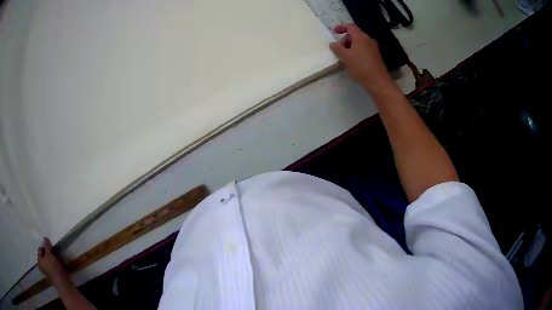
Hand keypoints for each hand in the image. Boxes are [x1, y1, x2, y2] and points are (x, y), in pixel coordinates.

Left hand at [37, 237, 66, 281]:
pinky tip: (60, 261)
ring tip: (57, 255)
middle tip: (54, 250)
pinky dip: (57, 262)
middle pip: (45, 255)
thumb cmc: (53, 268)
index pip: (40, 250)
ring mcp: (50, 272)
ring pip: (50, 261)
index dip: (44, 246)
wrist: (63, 283)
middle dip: (49, 252)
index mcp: (39, 262)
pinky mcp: (56, 275)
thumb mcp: (49, 254)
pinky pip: (55, 265)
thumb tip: (45, 238)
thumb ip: (47, 245)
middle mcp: (43, 267)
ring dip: (53, 257)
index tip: (50, 246)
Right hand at [329, 24, 391, 91]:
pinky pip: (363, 50)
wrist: (378, 82)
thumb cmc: (360, 67)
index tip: (334, 31)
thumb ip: (337, 48)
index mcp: (361, 37)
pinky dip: (356, 52)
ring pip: (359, 43)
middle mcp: (369, 40)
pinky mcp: (376, 57)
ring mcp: (373, 48)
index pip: (350, 27)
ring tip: (345, 58)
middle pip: (354, 36)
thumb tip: (333, 44)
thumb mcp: (345, 57)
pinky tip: (353, 62)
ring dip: (350, 48)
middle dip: (344, 41)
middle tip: (338, 51)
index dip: (341, 27)